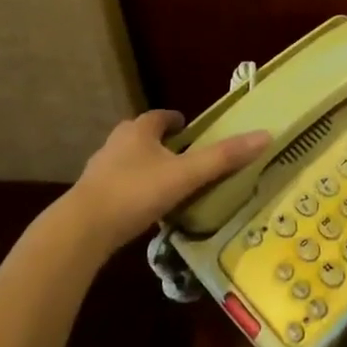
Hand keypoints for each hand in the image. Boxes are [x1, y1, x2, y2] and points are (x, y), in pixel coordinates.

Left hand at [60, 111, 269, 253]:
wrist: (81, 229)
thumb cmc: (135, 192)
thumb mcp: (185, 175)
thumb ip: (223, 158)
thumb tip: (265, 136)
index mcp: (139, 130)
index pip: (161, 116)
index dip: (176, 120)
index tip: (189, 128)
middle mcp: (116, 142)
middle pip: (141, 135)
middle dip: (159, 142)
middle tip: (180, 154)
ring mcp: (99, 169)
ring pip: (127, 159)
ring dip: (144, 165)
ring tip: (164, 181)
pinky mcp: (90, 196)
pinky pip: (116, 184)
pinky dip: (131, 188)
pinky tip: (141, 207)